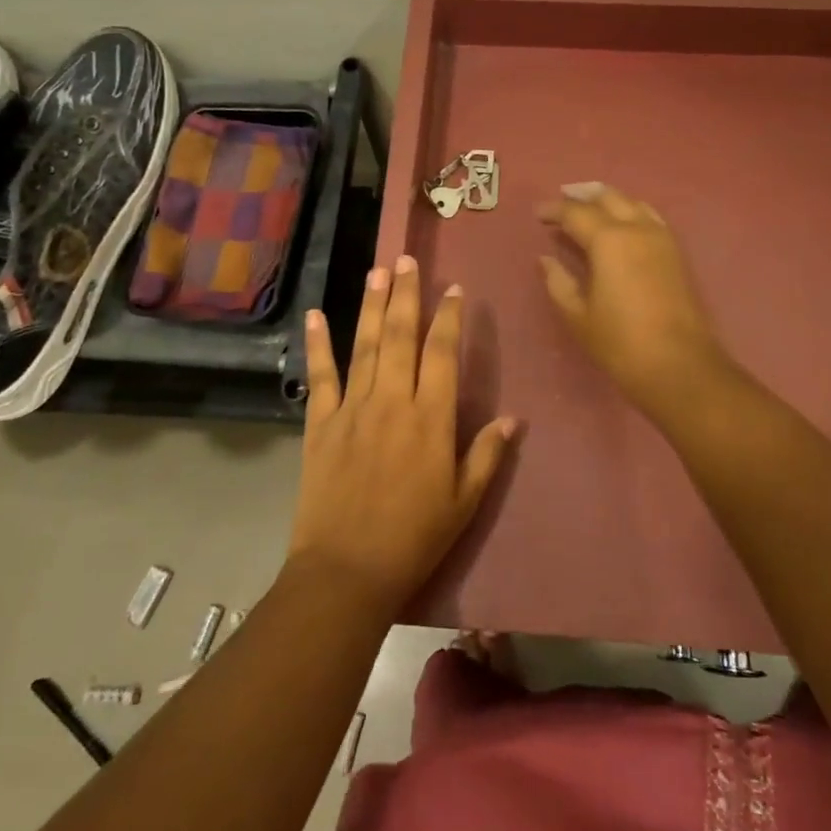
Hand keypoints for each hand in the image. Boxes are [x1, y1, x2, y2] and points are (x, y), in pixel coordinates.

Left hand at [287, 257, 517, 617]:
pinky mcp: (320, 423)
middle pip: (400, 336)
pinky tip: (316, 315)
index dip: (449, 318)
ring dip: (371, 305)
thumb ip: (487, 454)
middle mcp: (392, 401)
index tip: (453, 289)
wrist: (347, 571)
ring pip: (364, 345)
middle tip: (408, 259)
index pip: (442, 353)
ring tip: (377, 271)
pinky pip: (321, 376)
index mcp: (431, 418)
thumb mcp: (464, 501)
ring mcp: (352, 408)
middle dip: (406, 294)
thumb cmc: (414, 537)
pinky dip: (318, 344)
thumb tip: (513, 418)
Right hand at [537, 182, 723, 411]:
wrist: (678, 365)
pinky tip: (623, 226)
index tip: (538, 214)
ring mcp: (662, 239)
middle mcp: (638, 229)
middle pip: (609, 198)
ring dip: (610, 201)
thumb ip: (559, 282)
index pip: (576, 213)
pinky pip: (651, 219)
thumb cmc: (620, 342)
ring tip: (591, 208)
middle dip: (583, 197)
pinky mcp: (677, 254)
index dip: (555, 210)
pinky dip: (632, 213)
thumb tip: (546, 259)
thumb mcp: (578, 315)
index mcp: (609, 240)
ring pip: (634, 204)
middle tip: (563, 202)